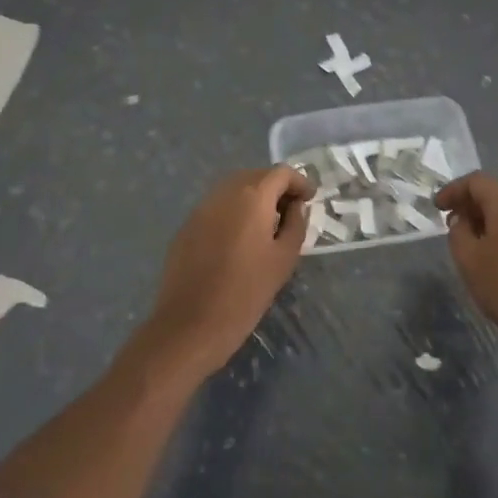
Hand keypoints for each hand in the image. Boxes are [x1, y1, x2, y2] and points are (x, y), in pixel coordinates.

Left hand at [144, 166, 312, 377]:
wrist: (189, 325)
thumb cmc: (245, 293)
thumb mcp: (283, 260)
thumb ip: (295, 225)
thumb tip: (295, 207)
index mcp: (252, 196)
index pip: (281, 172)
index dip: (299, 182)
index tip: (310, 199)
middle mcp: (224, 192)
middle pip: (256, 176)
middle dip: (276, 188)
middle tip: (291, 213)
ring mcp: (202, 207)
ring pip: (234, 189)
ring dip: (254, 199)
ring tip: (267, 227)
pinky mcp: (187, 226)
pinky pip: (217, 207)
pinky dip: (233, 212)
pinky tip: (239, 241)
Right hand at [437, 172, 497, 366]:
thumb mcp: (469, 260)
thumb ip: (458, 233)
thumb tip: (463, 221)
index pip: (476, 181)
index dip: (453, 190)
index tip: (437, 207)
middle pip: (495, 196)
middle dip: (470, 207)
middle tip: (452, 226)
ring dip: (487, 224)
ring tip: (472, 247)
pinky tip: (496, 263)